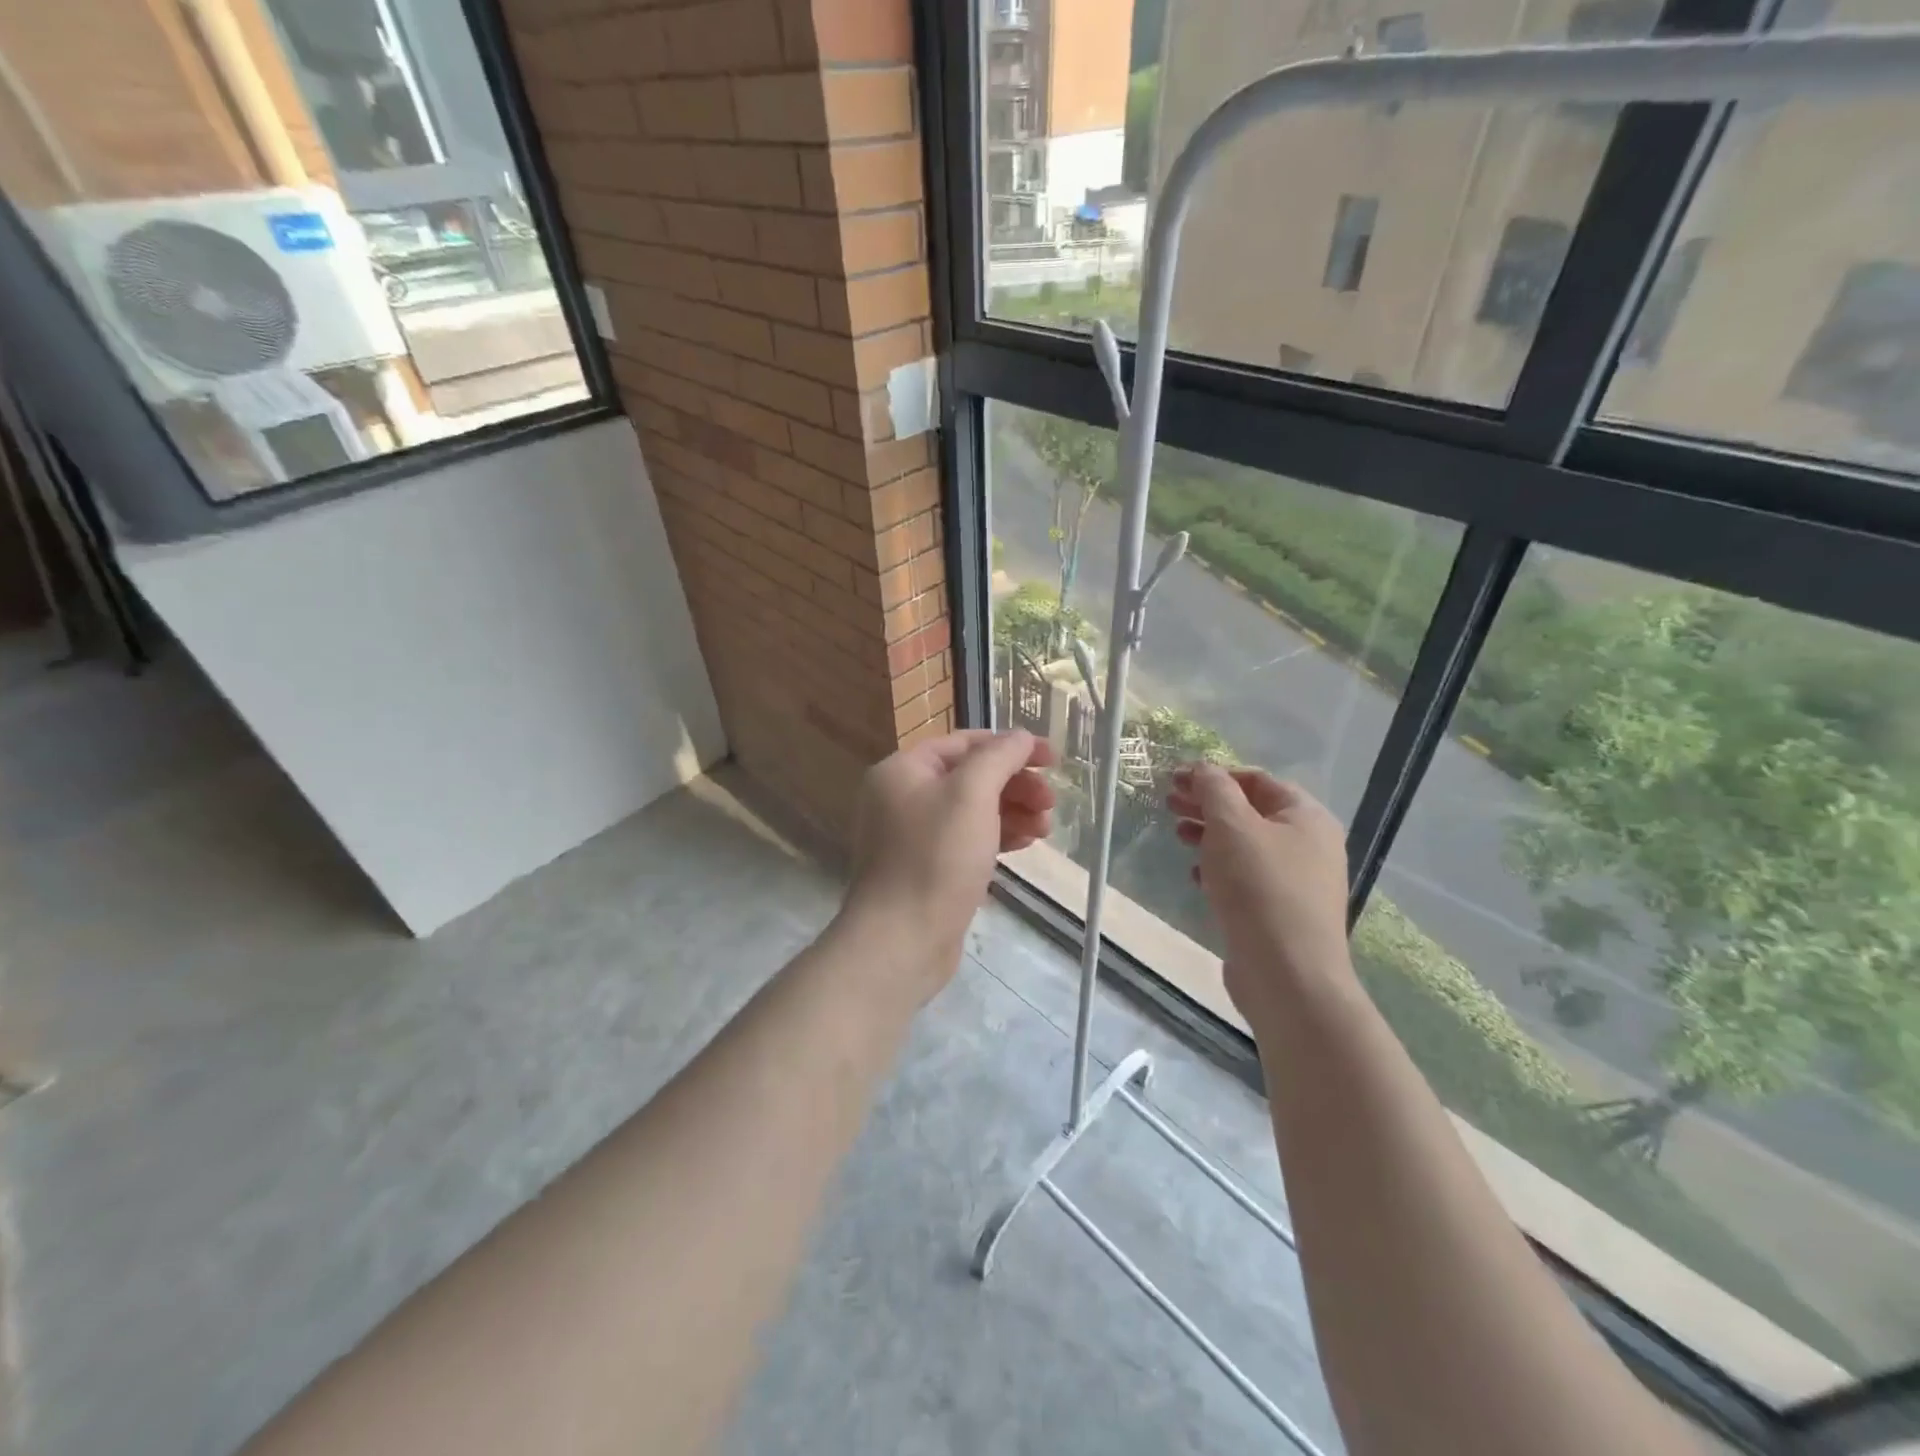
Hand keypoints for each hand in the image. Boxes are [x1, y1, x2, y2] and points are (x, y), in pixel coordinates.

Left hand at [844, 729, 1055, 999]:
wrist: (901, 941)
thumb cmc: (936, 858)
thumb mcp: (971, 795)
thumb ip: (999, 757)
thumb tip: (1020, 737)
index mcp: (903, 770)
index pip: (964, 743)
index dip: (1010, 746)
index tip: (1051, 759)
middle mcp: (902, 798)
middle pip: (970, 776)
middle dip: (1015, 784)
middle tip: (1051, 802)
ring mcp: (912, 836)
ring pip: (972, 810)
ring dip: (1012, 811)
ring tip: (1046, 828)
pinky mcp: (926, 869)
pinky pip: (967, 840)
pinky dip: (997, 836)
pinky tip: (1026, 844)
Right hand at [1167, 765, 1351, 1025]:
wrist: (1288, 976)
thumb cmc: (1260, 889)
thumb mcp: (1231, 826)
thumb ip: (1214, 789)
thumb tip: (1203, 768)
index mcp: (1306, 817)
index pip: (1257, 780)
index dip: (1214, 775)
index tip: (1175, 781)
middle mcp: (1309, 845)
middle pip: (1251, 811)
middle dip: (1208, 804)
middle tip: (1169, 804)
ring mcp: (1297, 882)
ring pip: (1246, 846)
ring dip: (1209, 835)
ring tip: (1177, 836)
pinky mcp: (1280, 913)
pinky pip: (1247, 878)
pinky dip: (1219, 869)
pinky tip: (1195, 875)